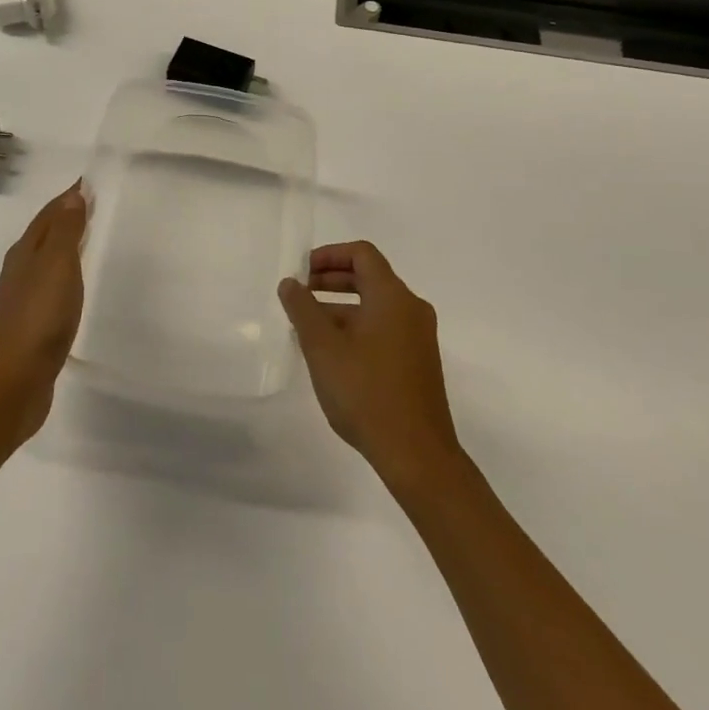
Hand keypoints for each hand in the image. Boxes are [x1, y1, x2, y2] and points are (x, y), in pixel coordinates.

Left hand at [0, 183, 88, 442]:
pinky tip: (77, 286)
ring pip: (48, 260)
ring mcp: (25, 298)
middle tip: (95, 206)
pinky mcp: (33, 324)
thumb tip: (73, 194)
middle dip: (67, 218)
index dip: (69, 198)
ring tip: (90, 240)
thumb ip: (66, 230)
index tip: (89, 183)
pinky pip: (53, 286)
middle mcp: (21, 270)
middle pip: (45, 234)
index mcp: (25, 252)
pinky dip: (67, 274)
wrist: (15, 379)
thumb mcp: (57, 264)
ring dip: (66, 246)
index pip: (48, 214)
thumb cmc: (39, 316)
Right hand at [279, 242, 462, 489]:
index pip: (362, 254)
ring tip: (307, 327)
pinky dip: (357, 327)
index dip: (329, 255)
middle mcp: (411, 309)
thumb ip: (302, 309)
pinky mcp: (418, 362)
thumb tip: (290, 283)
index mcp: (393, 297)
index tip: (302, 272)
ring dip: (341, 307)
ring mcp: (418, 337)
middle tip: (300, 294)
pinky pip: (384, 328)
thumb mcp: (323, 347)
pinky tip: (332, 354)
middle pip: (370, 277)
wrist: (417, 455)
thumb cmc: (366, 392)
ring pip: (375, 305)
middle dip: (331, 280)